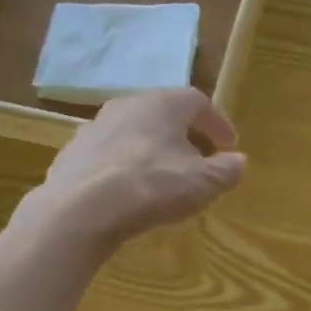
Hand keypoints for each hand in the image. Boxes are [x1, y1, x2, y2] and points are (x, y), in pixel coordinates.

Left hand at [15, 88, 246, 254]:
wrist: (80, 208)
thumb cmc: (152, 186)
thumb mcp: (202, 183)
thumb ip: (225, 170)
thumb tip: (238, 161)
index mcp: (162, 104)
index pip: (198, 101)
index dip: (217, 123)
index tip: (229, 145)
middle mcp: (127, 105)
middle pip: (163, 114)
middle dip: (184, 136)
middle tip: (197, 161)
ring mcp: (94, 128)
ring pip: (133, 134)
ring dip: (151, 151)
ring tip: (162, 178)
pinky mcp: (72, 154)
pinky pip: (109, 156)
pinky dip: (124, 168)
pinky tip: (127, 192)